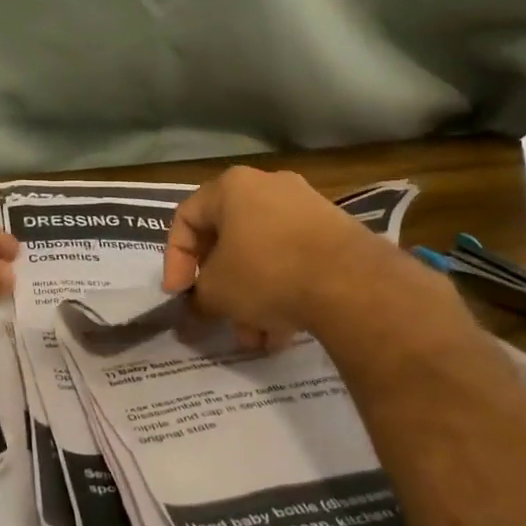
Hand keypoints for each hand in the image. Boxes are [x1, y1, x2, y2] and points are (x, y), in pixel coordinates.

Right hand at [163, 167, 437, 347]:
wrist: (350, 282)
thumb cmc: (266, 272)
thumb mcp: (217, 291)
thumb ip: (198, 296)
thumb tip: (198, 305)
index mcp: (232, 187)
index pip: (186, 218)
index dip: (175, 260)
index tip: (179, 295)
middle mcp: (268, 186)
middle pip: (228, 239)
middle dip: (220, 287)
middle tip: (217, 318)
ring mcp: (306, 207)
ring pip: (263, 255)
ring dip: (251, 298)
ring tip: (254, 339)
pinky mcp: (335, 232)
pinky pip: (294, 260)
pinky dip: (282, 292)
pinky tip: (282, 333)